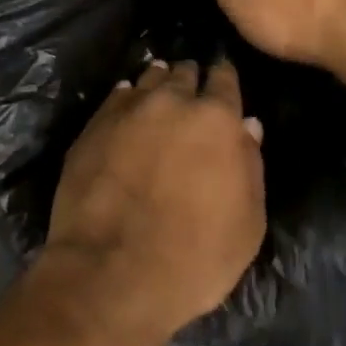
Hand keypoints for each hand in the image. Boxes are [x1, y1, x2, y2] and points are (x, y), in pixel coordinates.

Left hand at [43, 59, 265, 345]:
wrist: (112, 272)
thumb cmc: (195, 257)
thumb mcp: (247, 224)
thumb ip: (250, 165)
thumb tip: (248, 126)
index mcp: (216, 118)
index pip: (225, 78)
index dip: (225, 78)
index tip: (223, 79)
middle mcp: (173, 100)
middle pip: (185, 73)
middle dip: (190, 80)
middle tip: (191, 93)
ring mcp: (130, 108)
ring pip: (150, 78)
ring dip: (158, 84)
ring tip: (160, 94)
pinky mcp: (95, 123)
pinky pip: (118, 96)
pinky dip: (127, 99)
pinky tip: (128, 110)